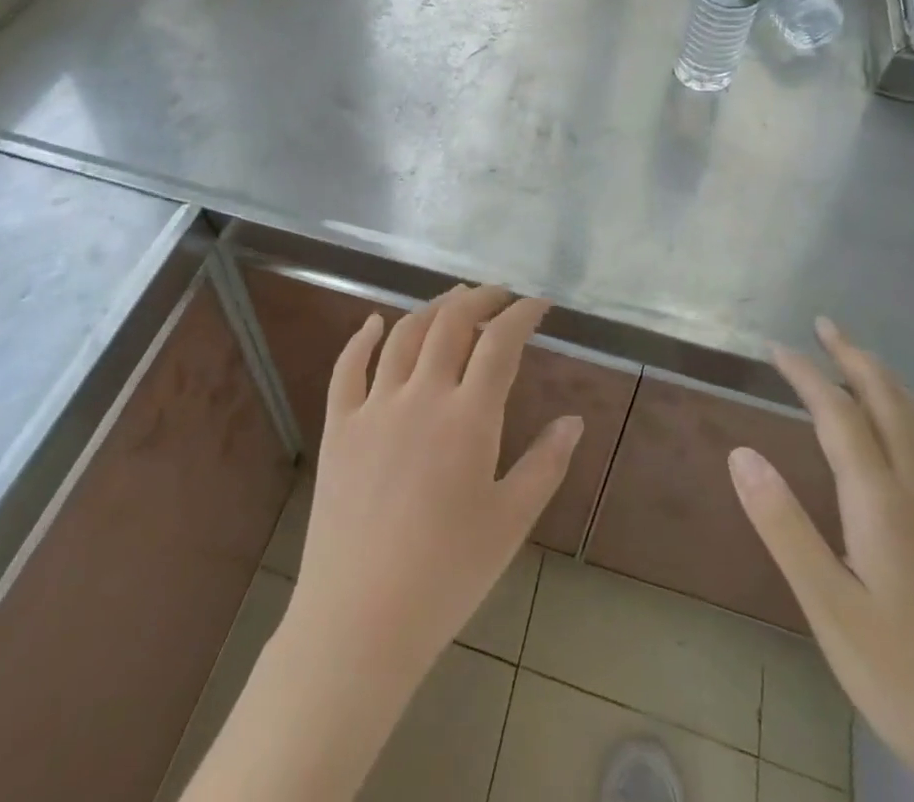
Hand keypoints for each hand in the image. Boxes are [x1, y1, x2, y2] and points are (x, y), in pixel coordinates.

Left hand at [184, 286, 582, 801]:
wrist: (361, 618)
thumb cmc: (447, 574)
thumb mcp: (510, 522)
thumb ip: (545, 465)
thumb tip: (574, 420)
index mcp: (468, 418)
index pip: (500, 343)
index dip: (522, 314)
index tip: (538, 303)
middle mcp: (421, 396)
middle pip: (451, 323)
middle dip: (479, 298)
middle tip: (498, 294)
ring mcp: (375, 406)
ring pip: (404, 335)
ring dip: (431, 308)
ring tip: (452, 299)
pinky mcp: (340, 426)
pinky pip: (347, 368)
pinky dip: (362, 338)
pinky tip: (373, 323)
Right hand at [728, 319, 913, 801]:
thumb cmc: (906, 681)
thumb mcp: (828, 610)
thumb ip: (783, 525)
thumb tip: (740, 452)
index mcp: (884, 503)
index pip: (839, 414)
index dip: (806, 374)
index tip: (777, 347)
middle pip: (890, 401)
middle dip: (854, 357)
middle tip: (825, 325)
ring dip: (888, 380)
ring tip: (861, 360)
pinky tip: (913, 427)